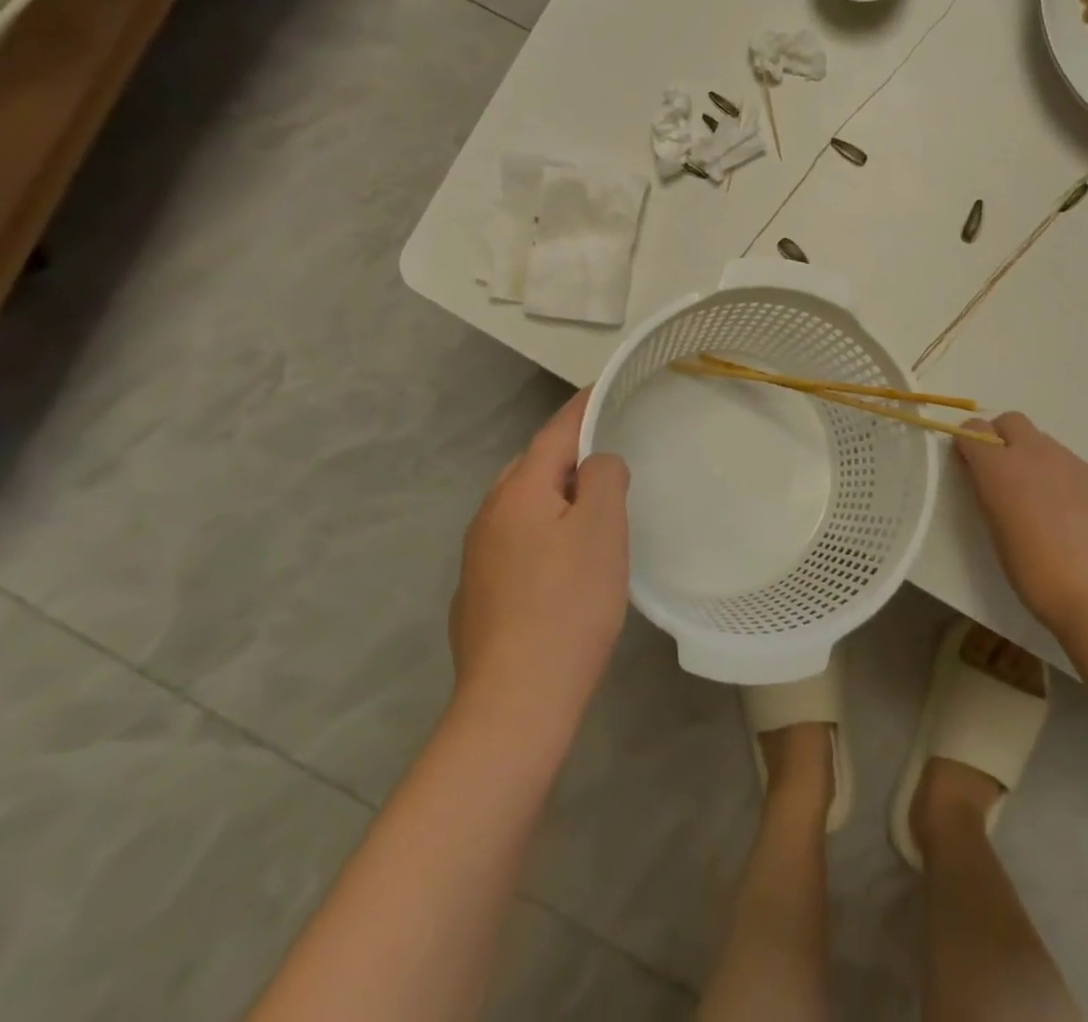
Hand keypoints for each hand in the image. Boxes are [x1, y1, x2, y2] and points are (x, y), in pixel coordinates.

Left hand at [448, 390, 630, 715]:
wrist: (515, 701)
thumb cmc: (568, 604)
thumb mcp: (602, 528)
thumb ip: (603, 477)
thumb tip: (597, 463)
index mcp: (519, 491)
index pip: (555, 431)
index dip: (583, 406)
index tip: (606, 387)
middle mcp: (489, 515)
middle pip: (533, 466)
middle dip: (568, 453)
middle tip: (610, 457)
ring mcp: (477, 557)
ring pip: (522, 505)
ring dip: (555, 496)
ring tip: (592, 509)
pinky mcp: (477, 594)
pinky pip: (515, 541)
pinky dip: (542, 533)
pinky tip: (563, 564)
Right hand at [954, 412, 1087, 641]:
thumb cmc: (1034, 572)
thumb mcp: (995, 530)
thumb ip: (988, 493)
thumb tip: (988, 477)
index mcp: (999, 467)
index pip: (973, 430)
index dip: (968, 443)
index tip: (968, 464)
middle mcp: (1034, 453)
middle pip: (1011, 421)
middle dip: (1000, 437)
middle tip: (1001, 472)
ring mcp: (1070, 462)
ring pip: (1042, 441)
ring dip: (1032, 456)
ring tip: (1038, 498)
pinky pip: (1070, 463)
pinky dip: (1060, 476)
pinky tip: (1068, 512)